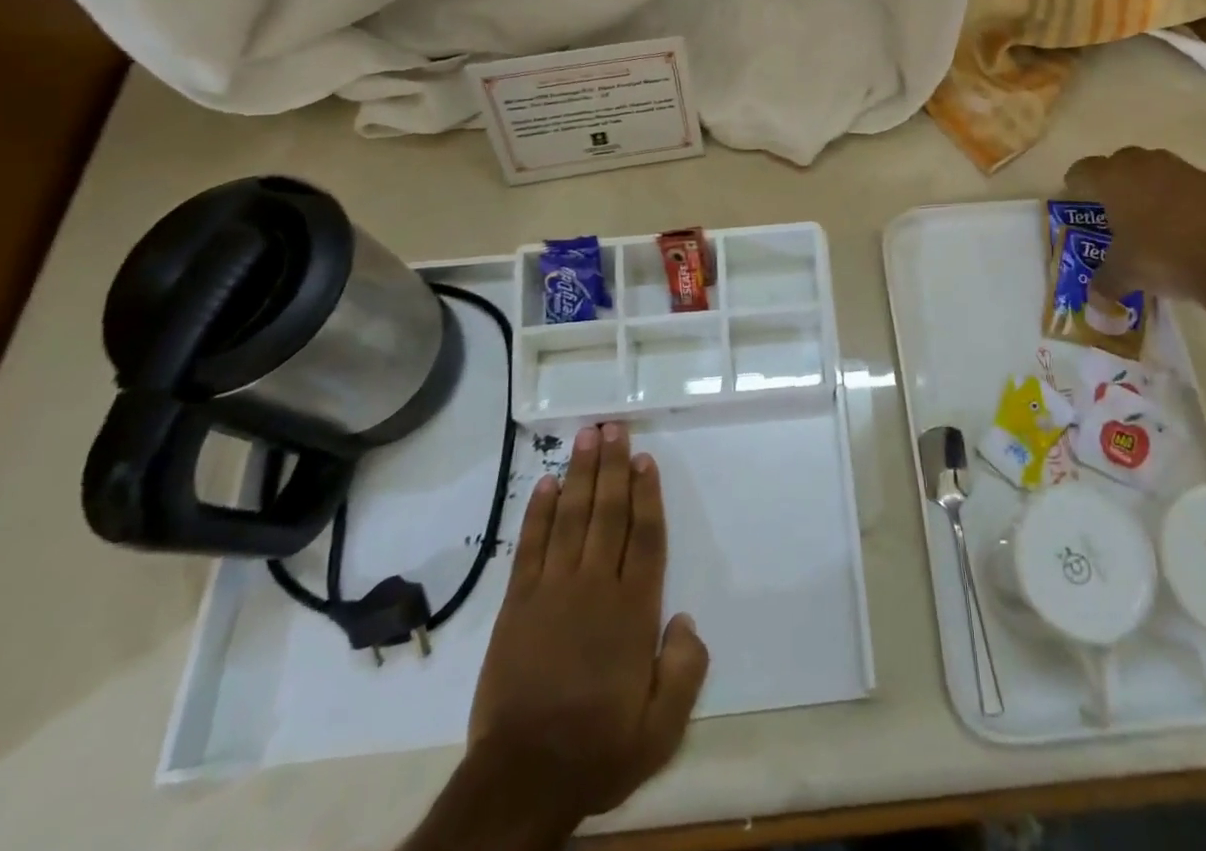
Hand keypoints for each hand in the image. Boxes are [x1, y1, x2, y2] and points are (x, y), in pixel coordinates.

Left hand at [411, 423, 708, 850]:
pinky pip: (530, 546)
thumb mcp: (661, 729)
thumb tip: (687, 619)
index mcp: (633, 610)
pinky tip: (545, 484)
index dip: (647, 494)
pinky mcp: (518, 604)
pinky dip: (538, 513)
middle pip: (607, 513)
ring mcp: (552, 591)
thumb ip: (685, 670)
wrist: (522, 778)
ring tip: (585, 437)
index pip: (645, 537)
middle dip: (612, 467)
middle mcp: (595, 587)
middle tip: (612, 427)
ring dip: (579, 475)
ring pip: (570, 518)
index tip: (645, 458)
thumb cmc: (598, 748)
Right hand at [1064, 147, 1205, 305]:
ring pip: (1155, 169)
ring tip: (1149, 217)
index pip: (1083, 170)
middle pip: (1120, 161)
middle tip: (1112, 208)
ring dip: (1148, 186)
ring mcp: (1184, 171)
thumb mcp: (1125, 275)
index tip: (1076, 198)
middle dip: (1113, 180)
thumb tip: (1095, 302)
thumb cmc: (1164, 257)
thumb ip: (1104, 284)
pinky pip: (1186, 184)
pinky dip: (1180, 199)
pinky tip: (1185, 227)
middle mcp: (1146, 165)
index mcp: (1114, 180)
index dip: (1076, 184)